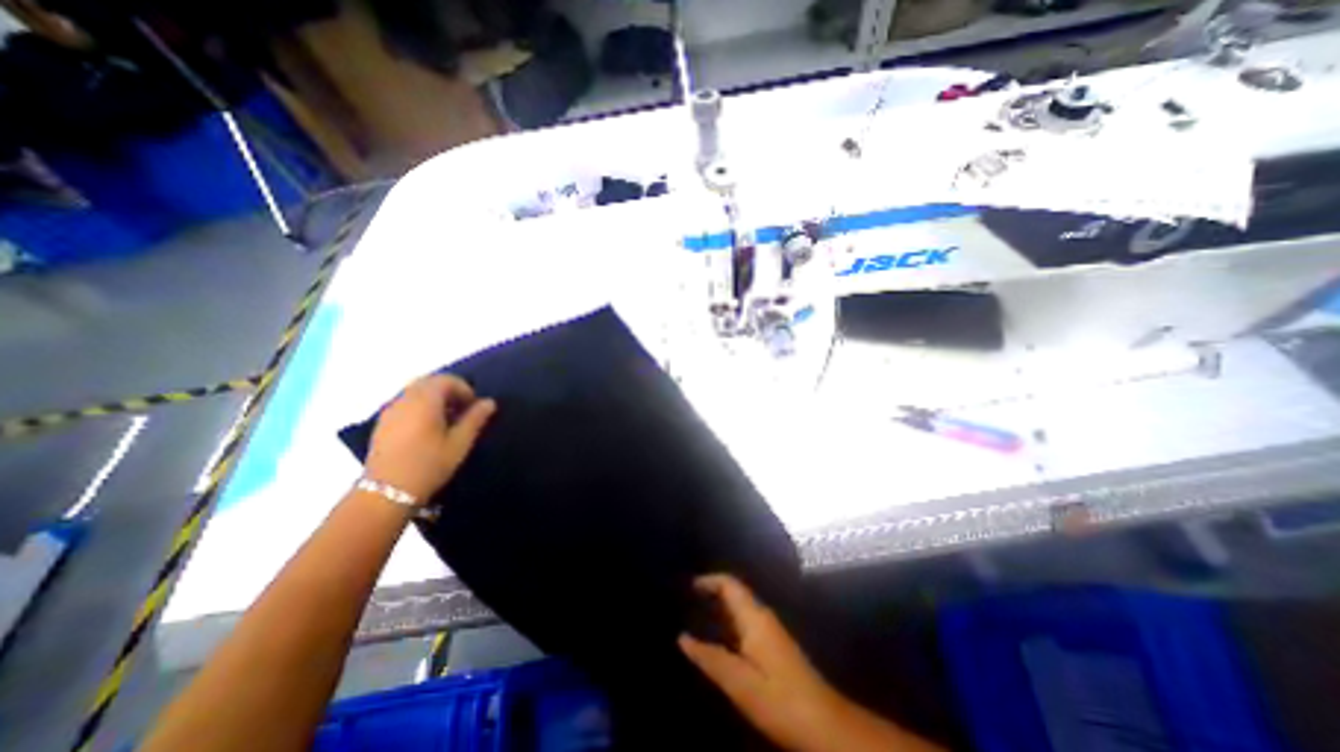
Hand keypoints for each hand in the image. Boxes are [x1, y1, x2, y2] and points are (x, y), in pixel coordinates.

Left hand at [365, 372, 491, 500]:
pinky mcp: (383, 423)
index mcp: (425, 401)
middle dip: (449, 390)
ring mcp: (390, 411)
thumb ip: (475, 419)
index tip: (475, 407)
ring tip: (448, 419)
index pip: (446, 380)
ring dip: (435, 398)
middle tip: (463, 409)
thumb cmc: (429, 465)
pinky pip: (405, 403)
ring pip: (415, 391)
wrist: (386, 493)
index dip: (464, 389)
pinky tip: (429, 428)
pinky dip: (421, 406)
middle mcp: (405, 400)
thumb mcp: (459, 443)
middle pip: (429, 382)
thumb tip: (489, 402)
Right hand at [681, 572, 846, 749]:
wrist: (825, 724)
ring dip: (720, 607)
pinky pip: (746, 621)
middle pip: (735, 592)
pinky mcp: (775, 645)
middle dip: (712, 592)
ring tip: (697, 617)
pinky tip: (720, 639)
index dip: (709, 580)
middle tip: (687, 602)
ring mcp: (772, 630)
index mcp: (755, 618)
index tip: (688, 587)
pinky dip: (729, 621)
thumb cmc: (780, 699)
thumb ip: (711, 658)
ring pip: (741, 607)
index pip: (730, 584)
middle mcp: (764, 617)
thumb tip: (682, 638)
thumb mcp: (740, 682)